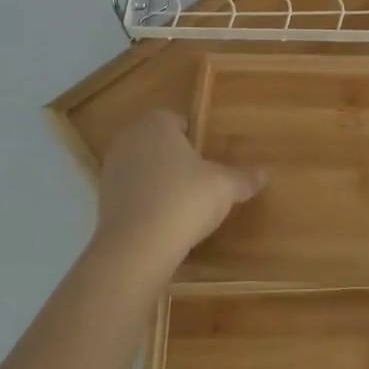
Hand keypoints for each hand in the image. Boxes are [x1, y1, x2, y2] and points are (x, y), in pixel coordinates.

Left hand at [94, 110, 266, 268]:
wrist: (136, 248)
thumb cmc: (184, 200)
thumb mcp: (224, 188)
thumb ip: (244, 178)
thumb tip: (266, 174)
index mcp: (157, 124)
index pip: (179, 121)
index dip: (196, 140)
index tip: (209, 162)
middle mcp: (130, 139)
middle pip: (160, 144)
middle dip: (177, 160)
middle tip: (200, 183)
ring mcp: (112, 169)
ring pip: (143, 169)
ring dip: (159, 182)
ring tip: (182, 207)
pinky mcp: (103, 200)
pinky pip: (132, 194)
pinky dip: (145, 203)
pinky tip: (162, 224)